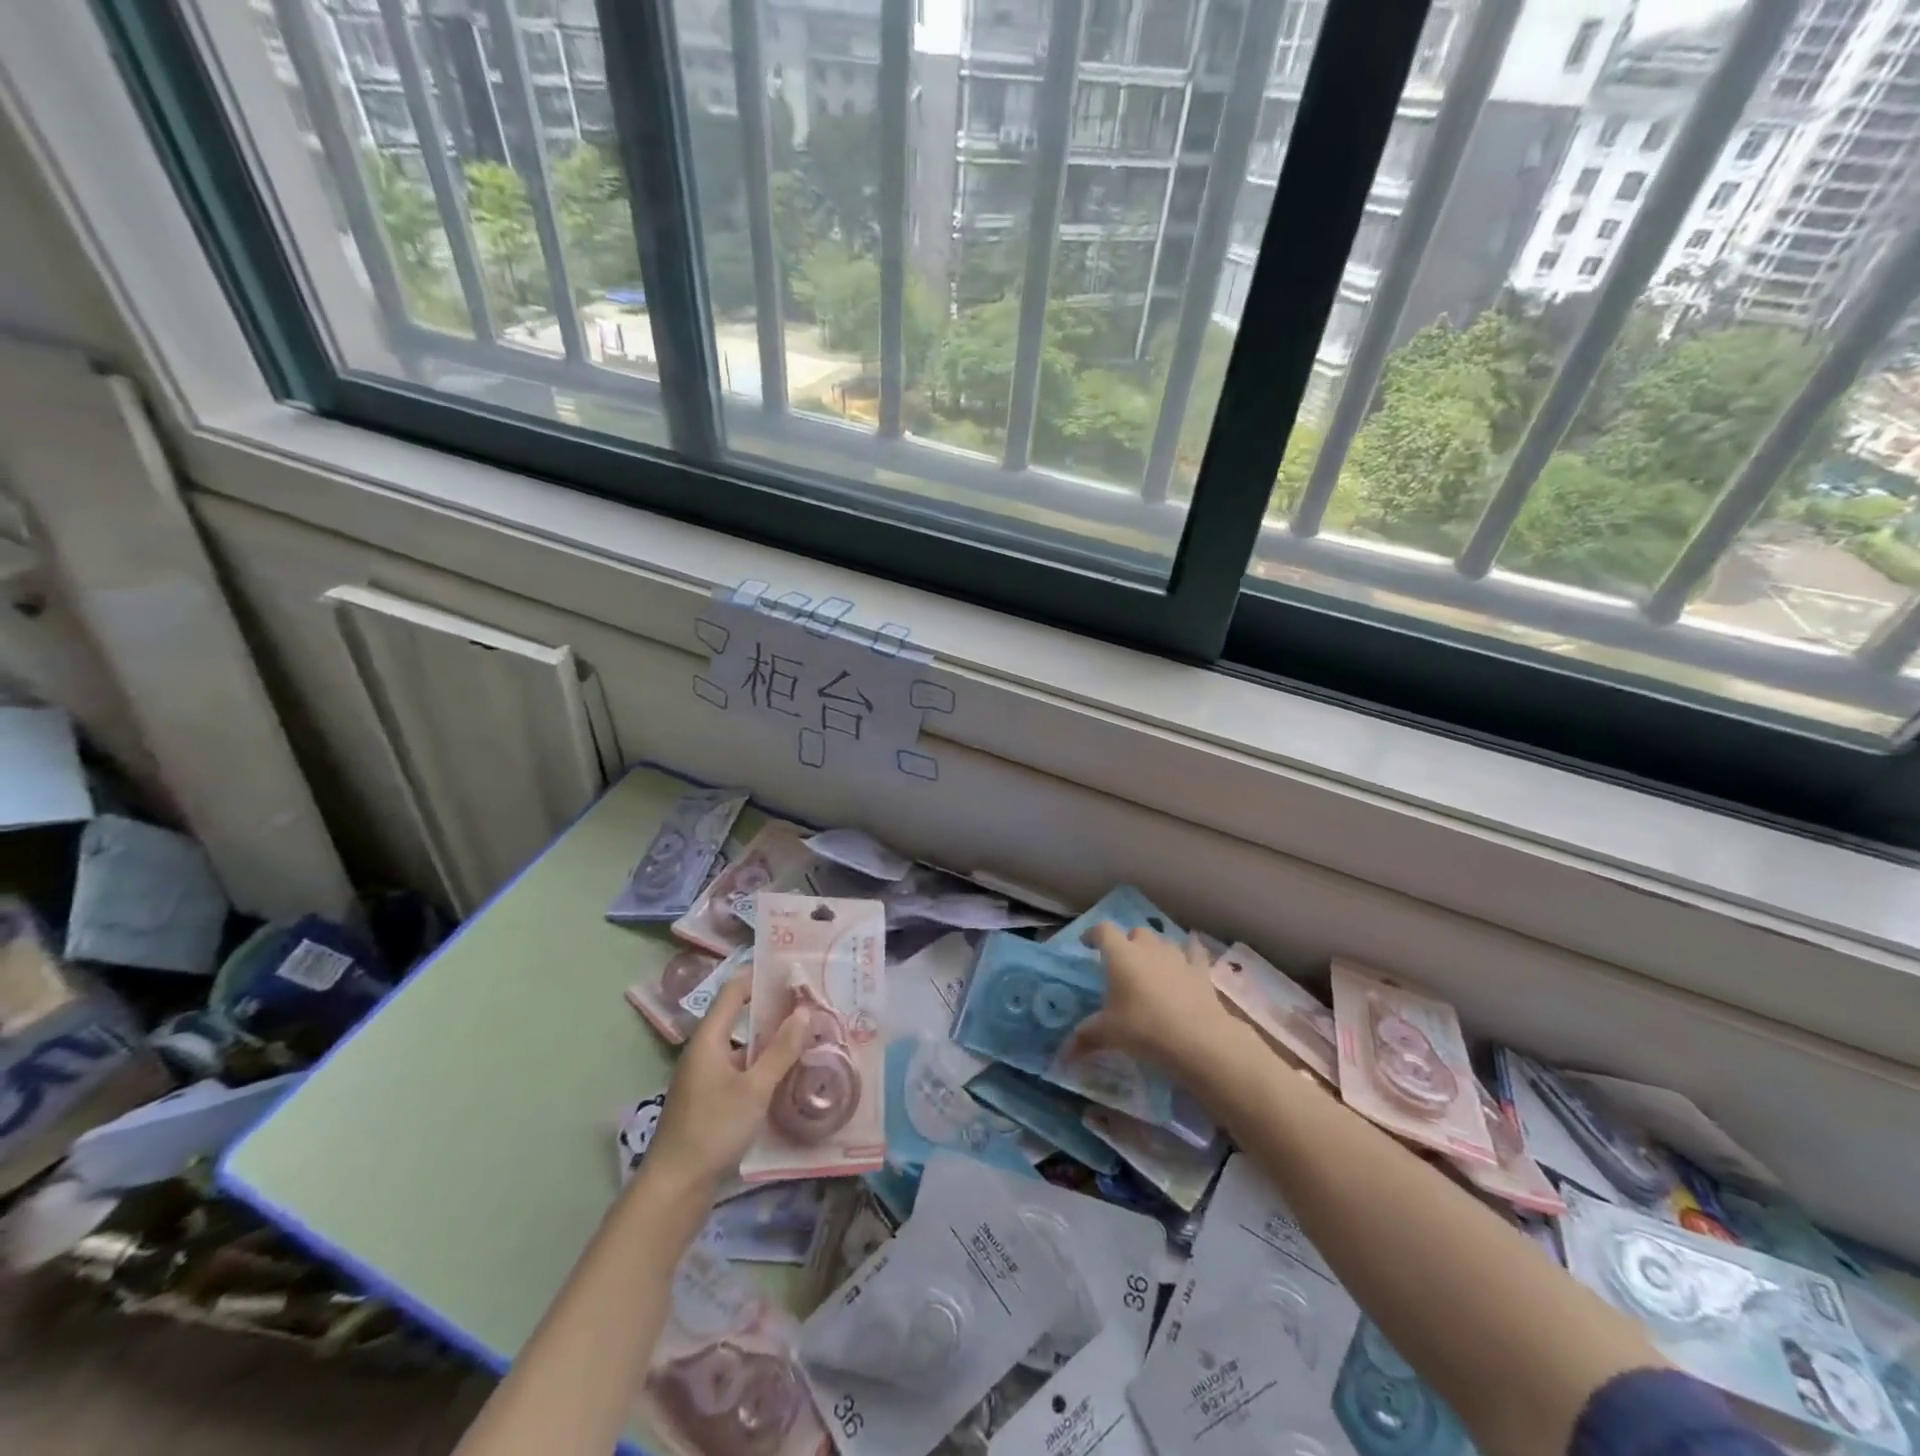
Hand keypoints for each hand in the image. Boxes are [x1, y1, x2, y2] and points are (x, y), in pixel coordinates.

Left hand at [643, 974, 809, 1191]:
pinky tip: (787, 1073)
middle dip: (772, 1008)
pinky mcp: (710, 1099)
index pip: (733, 991)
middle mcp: (704, 1051)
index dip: (759, 976)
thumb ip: (780, 1051)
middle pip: (738, 1016)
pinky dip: (762, 1064)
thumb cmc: (713, 1130)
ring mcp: (705, 1076)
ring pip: (742, 1045)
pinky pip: (740, 1068)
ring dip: (770, 1039)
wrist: (675, 1188)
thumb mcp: (754, 1089)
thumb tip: (804, 1012)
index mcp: (708, 1039)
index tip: (791, 970)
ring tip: (806, 1034)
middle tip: (808, 1002)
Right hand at [1067, 923, 1250, 1078]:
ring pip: (1162, 941)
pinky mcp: (1200, 970)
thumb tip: (1063, 1055)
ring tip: (1151, 965)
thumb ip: (1085, 1037)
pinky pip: (1194, 953)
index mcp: (1120, 955)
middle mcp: (1147, 948)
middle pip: (1135, 932)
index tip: (1087, 943)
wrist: (1197, 1039)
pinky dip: (1189, 952)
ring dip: (1155, 949)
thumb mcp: (1108, 1034)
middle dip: (1127, 942)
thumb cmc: (1143, 1028)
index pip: (1103, 930)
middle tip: (1122, 963)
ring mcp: (1176, 956)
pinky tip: (1189, 957)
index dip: (1094, 934)